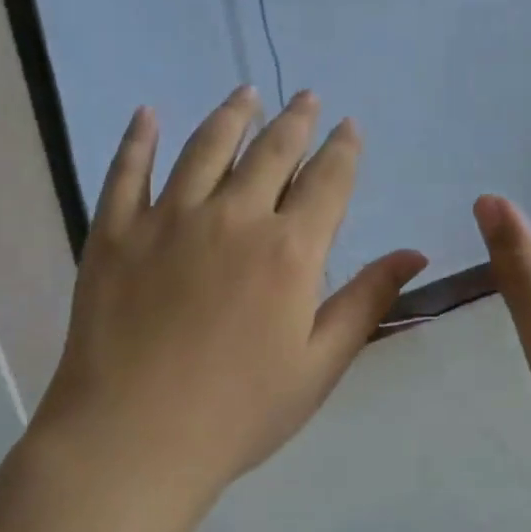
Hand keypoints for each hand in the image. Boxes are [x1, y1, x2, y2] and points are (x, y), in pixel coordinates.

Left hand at [31, 85, 426, 511]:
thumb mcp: (319, 365)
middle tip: (307, 96)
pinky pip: (126, 171)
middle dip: (296, 120)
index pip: (327, 181)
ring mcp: (168, 219)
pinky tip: (147, 113)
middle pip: (272, 152)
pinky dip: (137, 138)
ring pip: (206, 147)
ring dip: (231, 115)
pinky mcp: (115, 231)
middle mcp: (233, 217)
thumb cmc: (239, 412)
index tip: (349, 126)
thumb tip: (416, 253)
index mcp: (290, 250)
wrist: (133, 439)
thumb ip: (366, 300)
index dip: (342, 149)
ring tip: (247, 92)